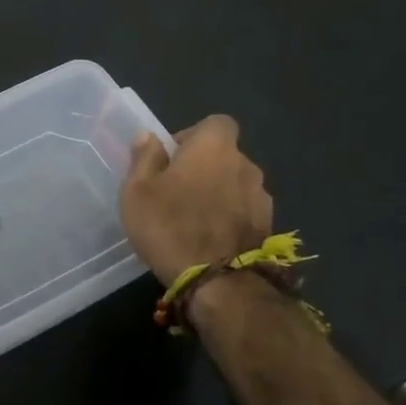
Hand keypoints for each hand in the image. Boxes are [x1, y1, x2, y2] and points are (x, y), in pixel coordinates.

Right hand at [120, 115, 273, 283]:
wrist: (216, 281)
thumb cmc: (169, 226)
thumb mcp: (137, 191)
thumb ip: (144, 158)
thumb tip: (150, 137)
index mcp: (214, 147)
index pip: (215, 123)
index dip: (193, 136)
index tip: (172, 158)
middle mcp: (245, 164)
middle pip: (225, 155)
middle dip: (204, 167)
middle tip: (177, 192)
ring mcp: (261, 197)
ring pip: (235, 184)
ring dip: (219, 193)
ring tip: (194, 219)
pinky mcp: (268, 226)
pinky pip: (244, 211)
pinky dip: (230, 217)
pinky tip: (210, 239)